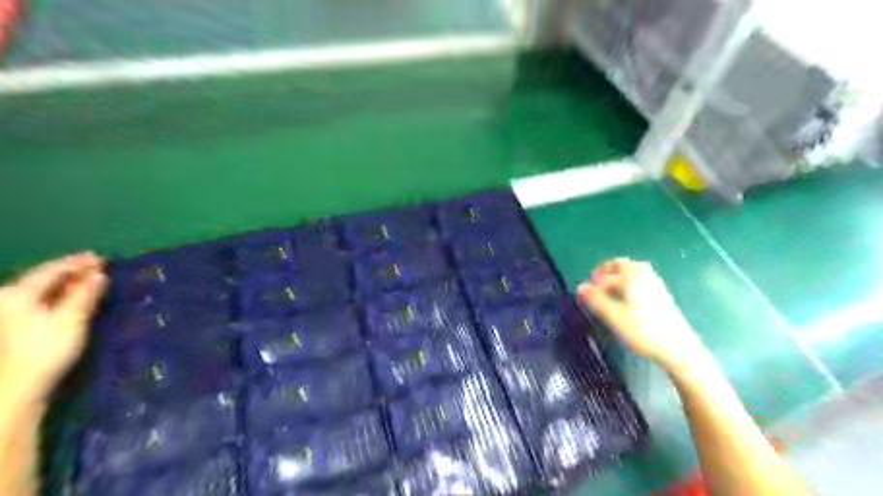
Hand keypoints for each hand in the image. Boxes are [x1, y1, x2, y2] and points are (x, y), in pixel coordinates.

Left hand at [0, 253, 106, 403]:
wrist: (17, 385)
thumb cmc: (46, 349)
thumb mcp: (71, 319)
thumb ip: (85, 294)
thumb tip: (99, 274)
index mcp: (17, 294)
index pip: (50, 270)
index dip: (77, 262)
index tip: (101, 257)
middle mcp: (7, 299)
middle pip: (42, 278)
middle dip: (71, 271)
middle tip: (97, 266)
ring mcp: (8, 313)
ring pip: (40, 290)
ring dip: (66, 283)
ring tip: (89, 279)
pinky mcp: (14, 326)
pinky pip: (39, 300)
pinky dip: (58, 295)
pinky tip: (72, 296)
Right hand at [581, 260, 708, 371]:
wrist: (679, 349)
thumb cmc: (643, 331)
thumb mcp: (614, 316)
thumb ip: (596, 300)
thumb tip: (580, 287)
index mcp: (632, 278)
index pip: (606, 276)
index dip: (592, 285)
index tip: (582, 295)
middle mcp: (645, 276)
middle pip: (623, 264)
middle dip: (606, 270)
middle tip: (594, 281)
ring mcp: (655, 285)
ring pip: (634, 270)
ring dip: (619, 274)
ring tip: (608, 286)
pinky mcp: (662, 295)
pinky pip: (641, 278)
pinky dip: (629, 280)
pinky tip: (626, 295)